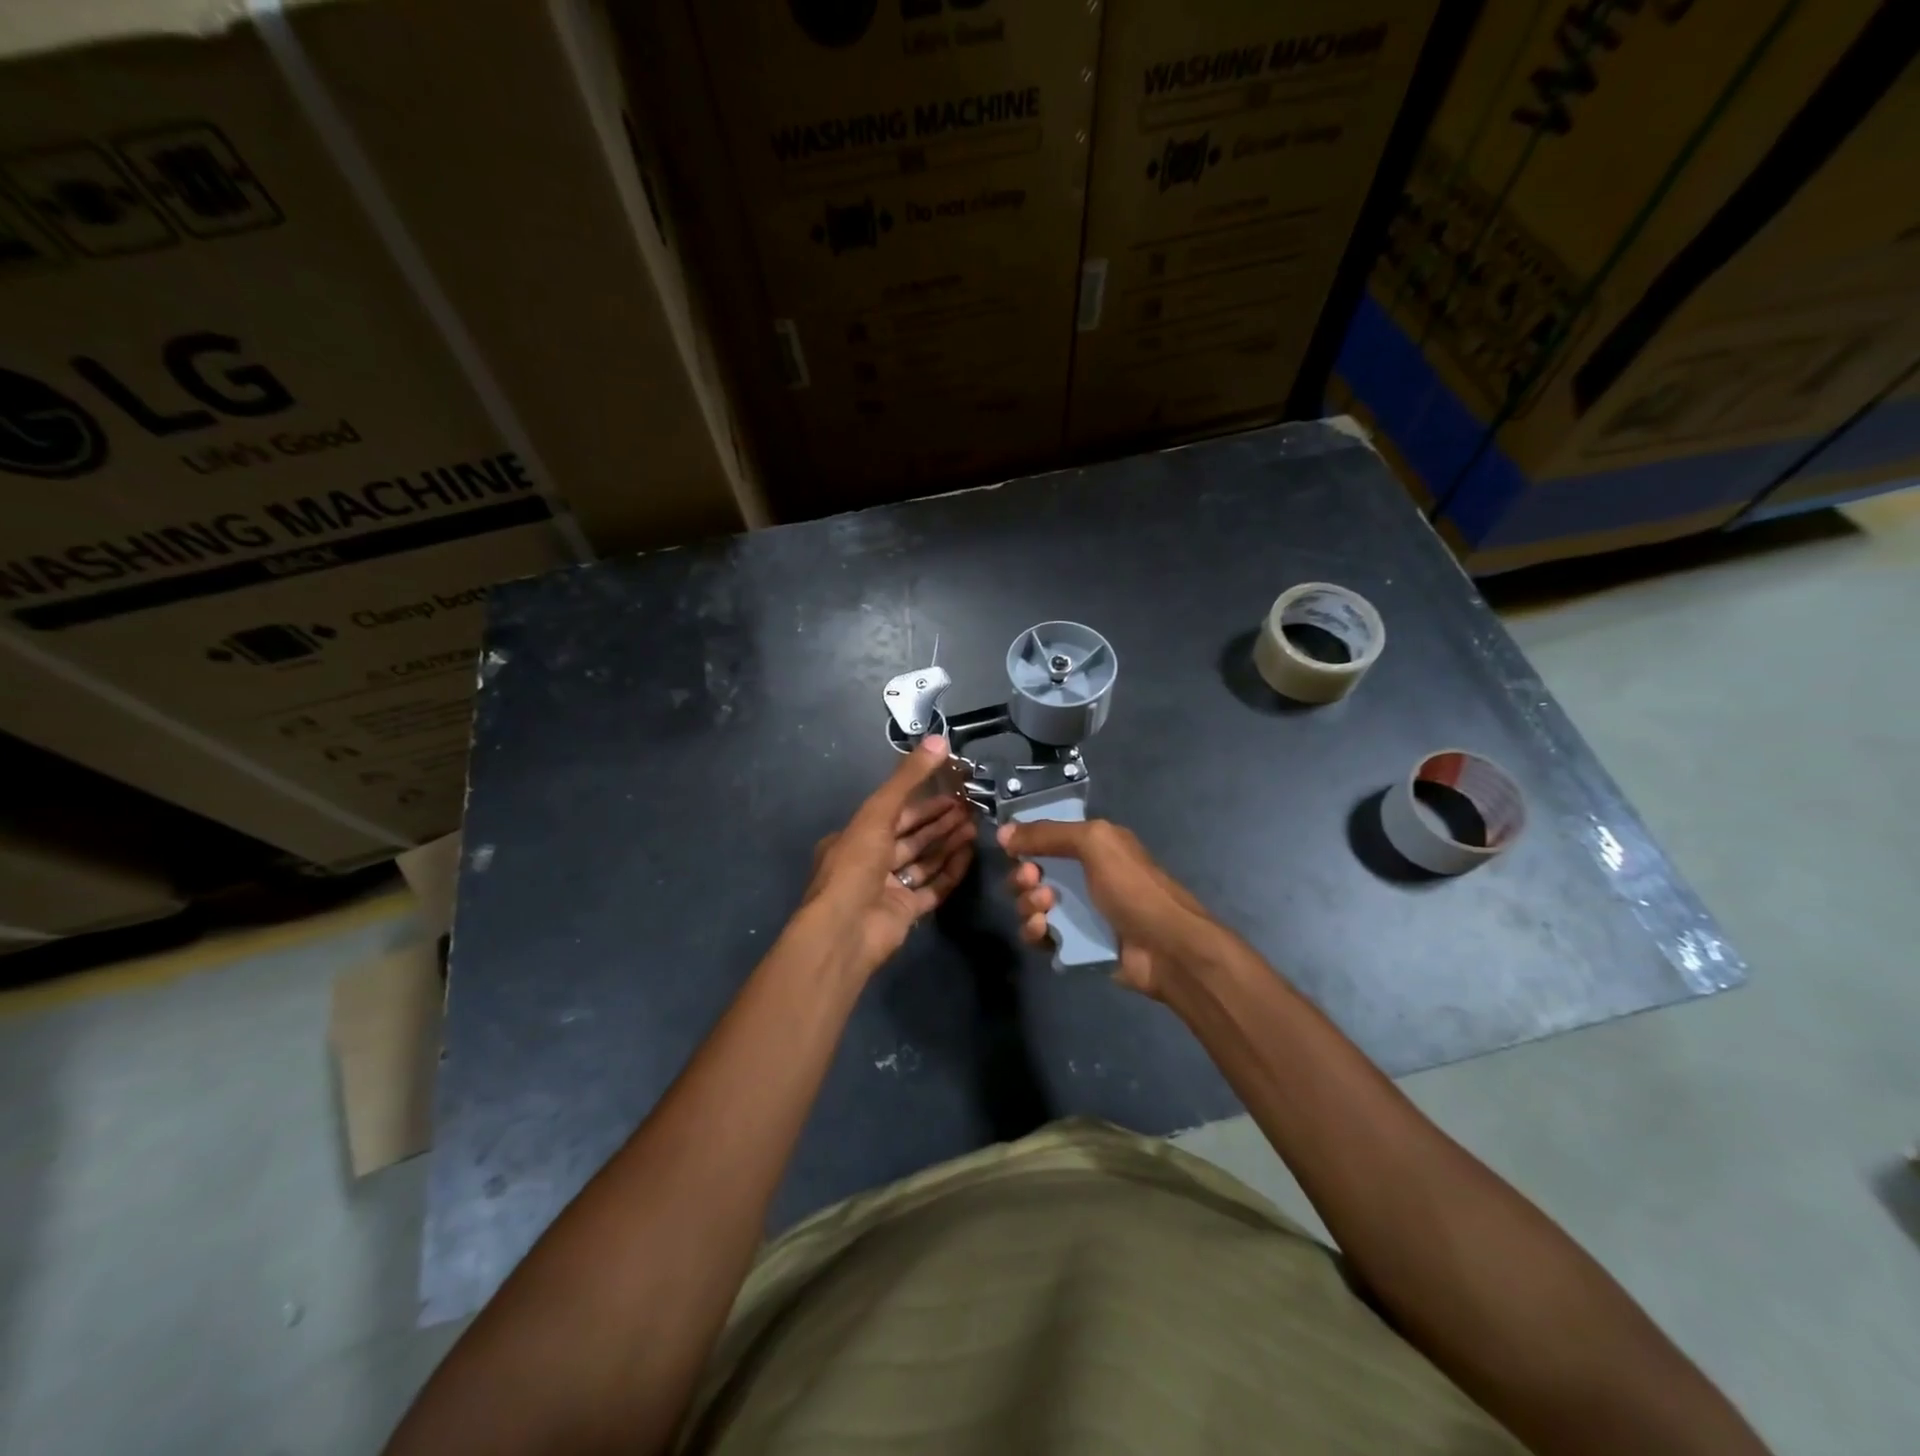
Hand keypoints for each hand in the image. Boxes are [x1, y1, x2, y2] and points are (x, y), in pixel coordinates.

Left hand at [802, 736, 975, 978]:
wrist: (845, 929)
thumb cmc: (856, 865)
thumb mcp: (878, 812)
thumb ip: (908, 778)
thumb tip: (938, 739)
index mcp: (855, 838)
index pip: (894, 813)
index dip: (923, 801)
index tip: (951, 791)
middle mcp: (869, 862)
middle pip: (911, 837)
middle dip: (939, 822)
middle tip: (970, 808)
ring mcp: (888, 889)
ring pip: (923, 861)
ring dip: (947, 844)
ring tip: (975, 827)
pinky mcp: (905, 913)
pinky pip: (932, 888)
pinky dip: (950, 872)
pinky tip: (969, 856)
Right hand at [996, 818, 1223, 999]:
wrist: (1165, 947)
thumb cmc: (1133, 888)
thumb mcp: (1095, 843)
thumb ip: (1048, 834)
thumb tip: (1004, 831)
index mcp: (1091, 847)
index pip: (1045, 838)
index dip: (1025, 843)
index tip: (1011, 849)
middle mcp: (1082, 876)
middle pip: (1032, 873)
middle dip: (1022, 876)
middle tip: (1032, 881)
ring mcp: (1077, 911)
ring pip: (1031, 904)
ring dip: (1027, 904)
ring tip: (1045, 908)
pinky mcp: (1073, 943)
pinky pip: (1039, 935)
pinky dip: (1034, 932)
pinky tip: (1043, 931)